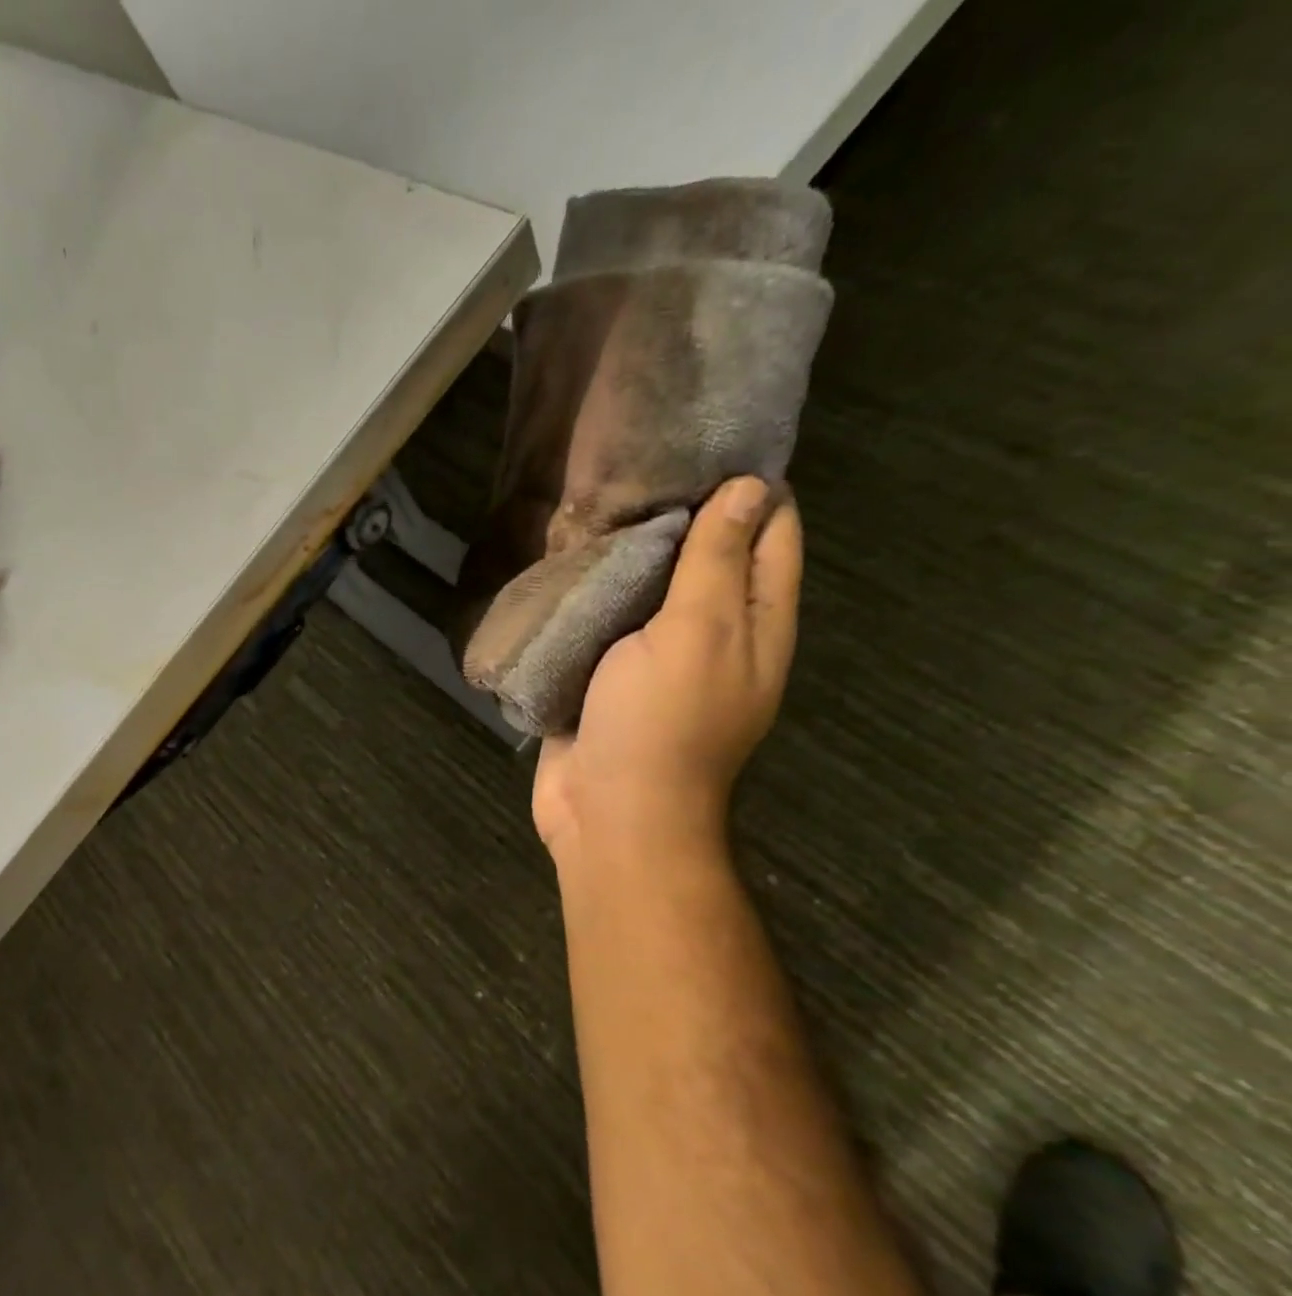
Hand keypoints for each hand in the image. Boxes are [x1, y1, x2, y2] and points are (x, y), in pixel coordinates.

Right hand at [533, 475, 801, 870]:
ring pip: (650, 587)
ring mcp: (657, 658)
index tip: (704, 439)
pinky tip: (567, 558)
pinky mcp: (607, 676)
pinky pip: (607, 620)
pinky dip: (594, 591)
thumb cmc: (661, 722)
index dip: (749, 486)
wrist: (609, 813)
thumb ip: (718, 560)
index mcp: (755, 622)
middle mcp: (714, 634)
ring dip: (629, 552)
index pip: (771, 534)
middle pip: (708, 556)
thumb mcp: (697, 632)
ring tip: (596, 497)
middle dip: (679, 513)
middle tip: (635, 463)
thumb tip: (749, 487)